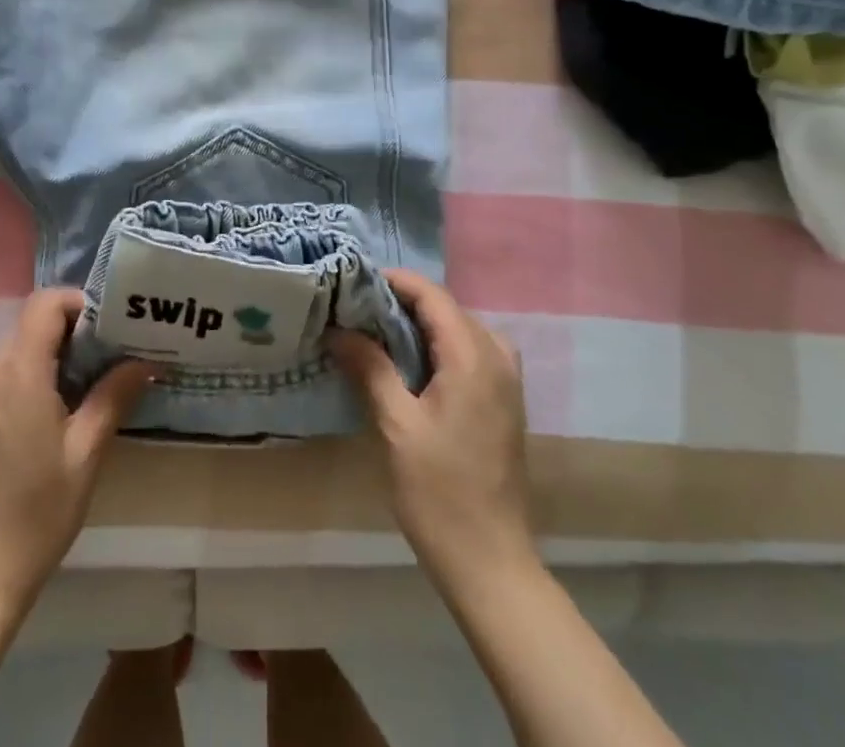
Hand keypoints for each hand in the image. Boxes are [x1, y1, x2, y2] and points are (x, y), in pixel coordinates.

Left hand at [0, 289, 153, 607]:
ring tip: (91, 376)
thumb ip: (113, 396)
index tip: (109, 324)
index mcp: (21, 374)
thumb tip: (144, 361)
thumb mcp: (87, 452)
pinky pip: (8, 368)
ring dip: (54, 347)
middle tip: (110, 349)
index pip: (44, 304)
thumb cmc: (42, 508)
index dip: (77, 302)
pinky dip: (36, 368)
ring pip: (20, 343)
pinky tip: (61, 402)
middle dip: (72, 325)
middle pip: (32, 320)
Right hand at [328, 271, 537, 585]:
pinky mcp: (504, 402)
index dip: (394, 282)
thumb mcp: (396, 425)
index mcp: (473, 358)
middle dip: (404, 301)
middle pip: (448, 308)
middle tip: (357, 309)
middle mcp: (496, 359)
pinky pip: (472, 351)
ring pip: (461, 328)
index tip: (354, 283)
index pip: (433, 296)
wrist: (490, 563)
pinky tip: (411, 364)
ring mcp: (506, 382)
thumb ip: (370, 367)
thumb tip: (338, 329)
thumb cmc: (439, 492)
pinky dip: (440, 344)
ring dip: (422, 323)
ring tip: (379, 333)